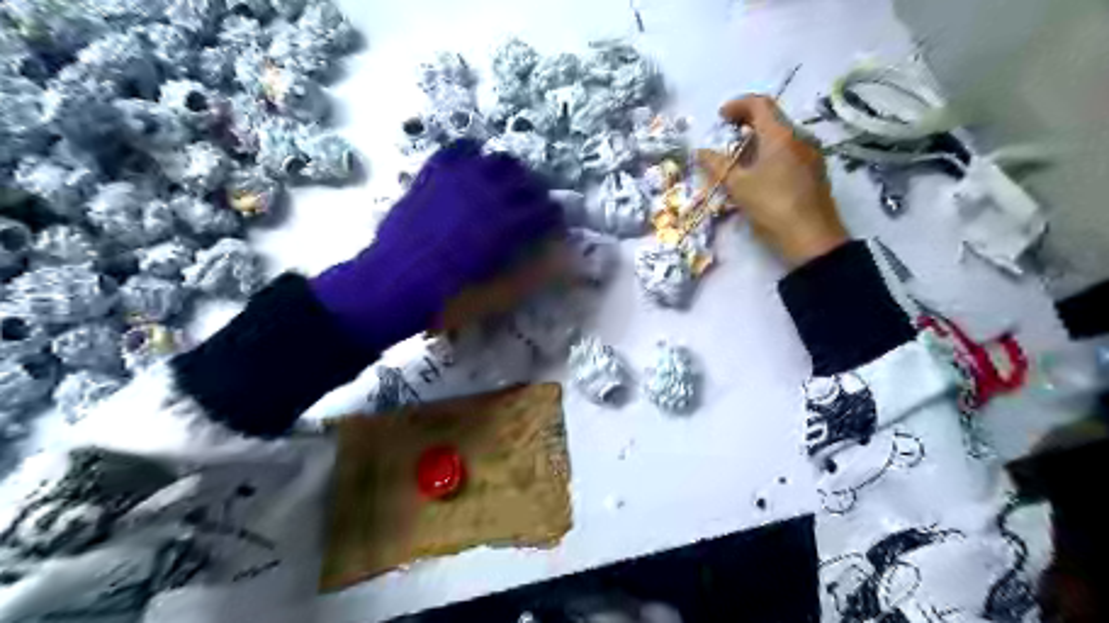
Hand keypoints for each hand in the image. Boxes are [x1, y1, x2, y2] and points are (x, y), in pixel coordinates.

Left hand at [316, 141, 565, 351]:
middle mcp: (488, 194)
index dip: (553, 217)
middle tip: (531, 205)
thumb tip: (555, 258)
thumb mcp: (496, 293)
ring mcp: (459, 179)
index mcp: (507, 226)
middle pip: (526, 179)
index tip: (551, 224)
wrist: (392, 283)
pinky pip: (458, 149)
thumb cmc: (447, 296)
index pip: (546, 210)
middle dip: (534, 192)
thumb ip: (529, 272)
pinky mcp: (433, 174)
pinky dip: (472, 155)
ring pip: (497, 159)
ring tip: (504, 184)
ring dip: (508, 171)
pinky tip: (472, 167)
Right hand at [691, 95, 851, 264]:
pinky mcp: (815, 171)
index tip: (719, 117)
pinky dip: (771, 153)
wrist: (812, 239)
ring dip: (759, 140)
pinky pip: (790, 151)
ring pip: (782, 136)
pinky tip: (760, 174)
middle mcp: (800, 137)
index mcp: (781, 135)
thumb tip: (700, 152)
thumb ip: (718, 165)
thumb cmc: (772, 207)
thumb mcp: (738, 186)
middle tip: (727, 137)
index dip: (737, 105)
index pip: (759, 104)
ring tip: (740, 159)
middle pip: (772, 119)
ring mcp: (811, 154)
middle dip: (747, 123)